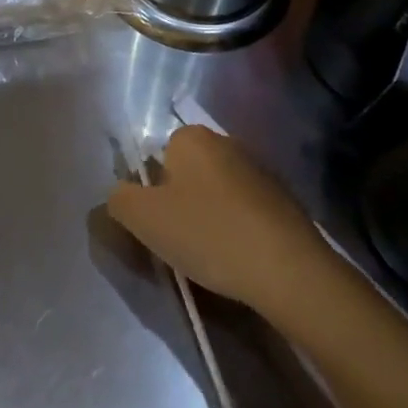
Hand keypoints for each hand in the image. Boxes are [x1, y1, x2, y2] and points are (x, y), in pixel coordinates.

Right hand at [106, 125, 324, 314]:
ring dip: (211, 217)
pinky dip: (239, 230)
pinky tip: (240, 259)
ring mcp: (260, 170)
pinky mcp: (285, 200)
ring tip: (211, 257)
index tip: (158, 224)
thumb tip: (119, 195)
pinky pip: (246, 212)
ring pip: (218, 193)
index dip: (152, 191)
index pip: (158, 155)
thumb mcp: (143, 219)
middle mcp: (226, 142)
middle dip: (181, 203)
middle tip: (180, 242)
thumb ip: (118, 199)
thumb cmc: (208, 234)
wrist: (289, 270)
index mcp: (191, 137)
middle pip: (188, 173)